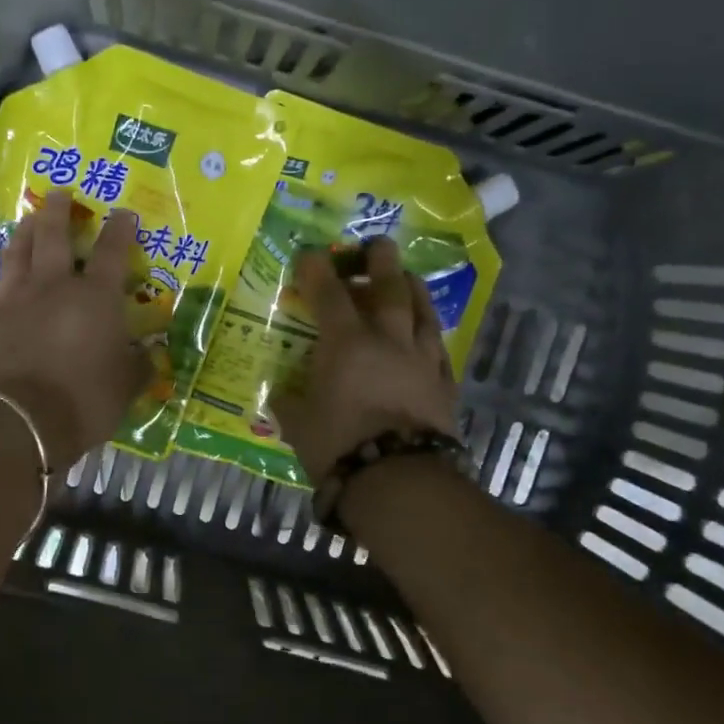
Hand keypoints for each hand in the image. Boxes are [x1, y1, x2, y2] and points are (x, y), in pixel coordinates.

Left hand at [0, 191, 149, 471]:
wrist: (20, 422)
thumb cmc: (84, 402)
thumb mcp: (126, 388)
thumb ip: (138, 366)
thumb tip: (149, 354)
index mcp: (95, 298)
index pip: (112, 252)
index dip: (120, 229)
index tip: (124, 212)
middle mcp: (53, 287)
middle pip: (54, 236)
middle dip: (59, 211)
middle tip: (60, 192)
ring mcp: (13, 301)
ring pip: (16, 254)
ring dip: (23, 234)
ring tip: (27, 220)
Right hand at [273, 239, 460, 485]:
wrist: (398, 479)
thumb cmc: (338, 446)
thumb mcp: (298, 424)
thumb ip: (288, 401)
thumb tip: (279, 391)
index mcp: (345, 343)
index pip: (328, 293)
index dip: (316, 270)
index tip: (309, 255)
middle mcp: (387, 339)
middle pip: (389, 287)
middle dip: (380, 261)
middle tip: (378, 244)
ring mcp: (421, 359)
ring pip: (422, 311)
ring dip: (413, 288)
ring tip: (408, 278)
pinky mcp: (444, 383)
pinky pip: (439, 347)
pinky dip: (429, 333)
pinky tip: (427, 333)